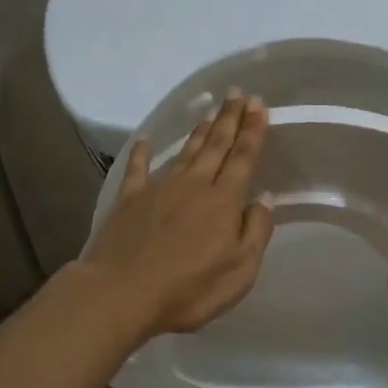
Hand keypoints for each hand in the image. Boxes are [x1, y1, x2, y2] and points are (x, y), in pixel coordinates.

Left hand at [81, 93, 275, 340]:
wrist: (122, 293)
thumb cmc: (188, 290)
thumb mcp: (239, 272)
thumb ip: (256, 232)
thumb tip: (265, 199)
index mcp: (223, 201)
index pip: (243, 158)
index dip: (252, 131)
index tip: (260, 106)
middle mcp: (193, 185)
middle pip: (215, 146)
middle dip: (230, 119)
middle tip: (239, 95)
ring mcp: (158, 189)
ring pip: (184, 152)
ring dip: (199, 132)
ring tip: (210, 112)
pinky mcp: (128, 200)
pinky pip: (137, 168)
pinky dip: (142, 153)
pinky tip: (145, 141)